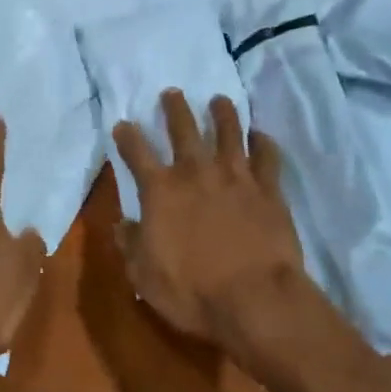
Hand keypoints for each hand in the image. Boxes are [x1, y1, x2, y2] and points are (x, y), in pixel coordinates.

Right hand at [111, 91, 306, 359]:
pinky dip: (264, 143)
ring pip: (229, 132)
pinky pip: (267, 156)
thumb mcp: (144, 276)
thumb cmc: (192, 292)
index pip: (136, 152)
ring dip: (222, 113)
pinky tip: (261, 135)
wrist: (256, 299)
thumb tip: (122, 224)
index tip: (123, 125)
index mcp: (161, 190)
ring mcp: (235, 177)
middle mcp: (196, 172)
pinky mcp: (268, 189)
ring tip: (220, 100)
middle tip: (173, 92)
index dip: (127, 136)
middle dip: (175, 108)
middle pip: (184, 128)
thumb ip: (130, 244)